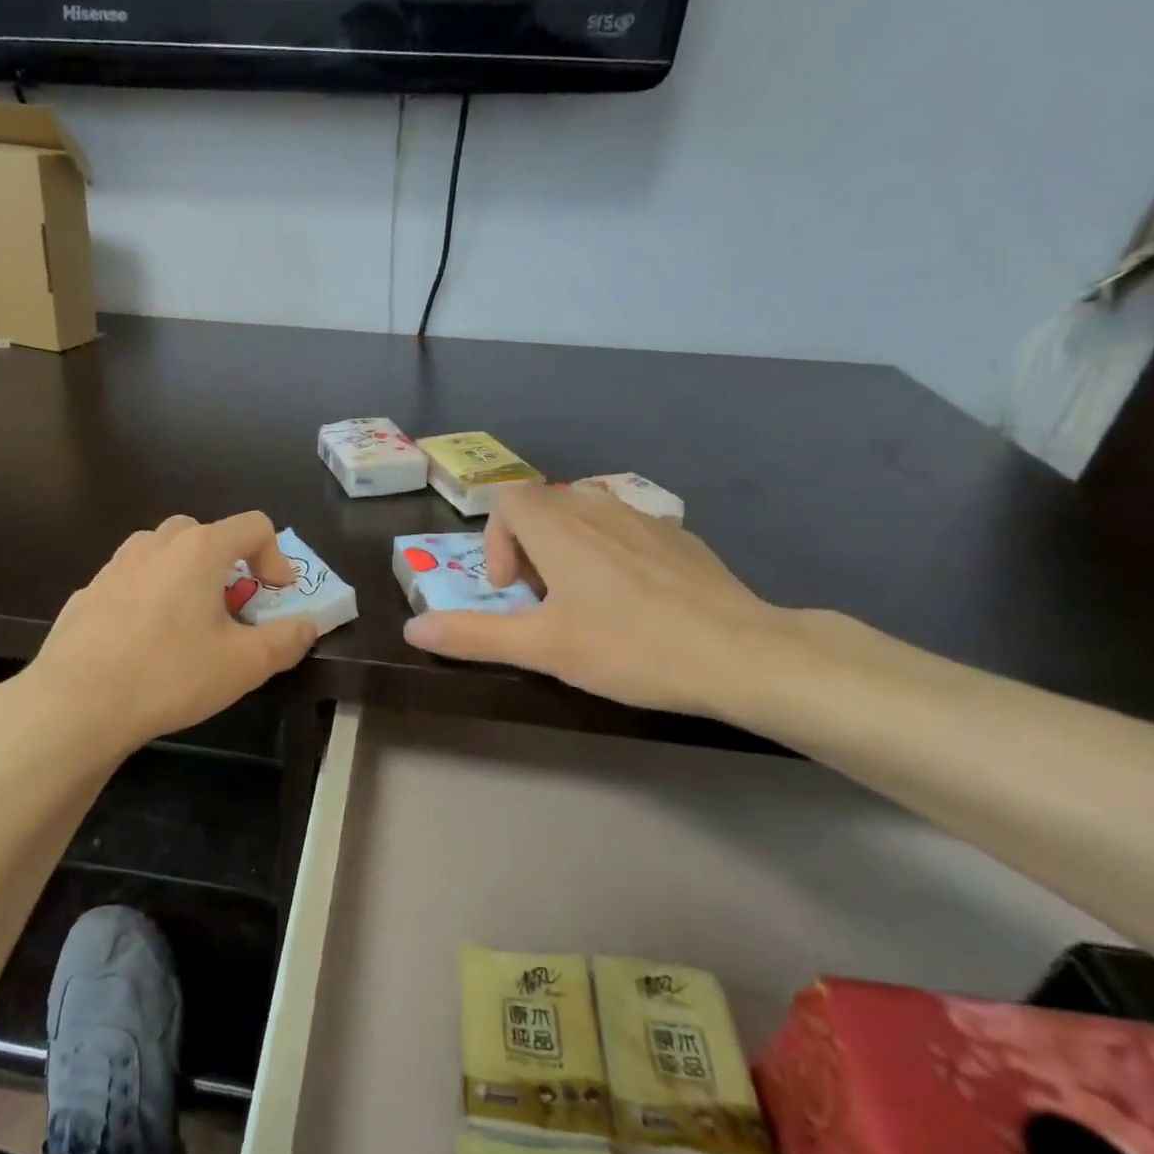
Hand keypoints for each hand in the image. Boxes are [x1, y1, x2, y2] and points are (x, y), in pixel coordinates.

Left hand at [20, 512, 317, 754]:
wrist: (77, 703)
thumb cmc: (171, 674)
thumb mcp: (245, 664)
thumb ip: (286, 640)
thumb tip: (307, 625)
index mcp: (199, 549)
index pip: (253, 526)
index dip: (276, 557)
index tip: (276, 595)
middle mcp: (155, 545)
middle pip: (204, 533)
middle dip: (228, 563)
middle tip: (232, 608)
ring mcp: (114, 567)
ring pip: (161, 552)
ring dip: (185, 575)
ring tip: (188, 622)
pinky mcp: (86, 594)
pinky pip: (130, 581)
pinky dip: (148, 596)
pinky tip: (144, 643)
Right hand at [402, 483, 798, 718]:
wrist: (740, 653)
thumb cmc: (630, 647)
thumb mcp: (542, 648)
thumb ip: (472, 635)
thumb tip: (412, 631)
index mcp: (558, 526)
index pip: (507, 501)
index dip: (496, 542)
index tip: (512, 591)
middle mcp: (597, 507)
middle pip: (543, 503)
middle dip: (529, 546)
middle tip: (542, 600)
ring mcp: (643, 517)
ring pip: (585, 511)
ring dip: (568, 545)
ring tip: (582, 596)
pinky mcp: (678, 536)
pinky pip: (625, 526)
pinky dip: (609, 549)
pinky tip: (633, 598)